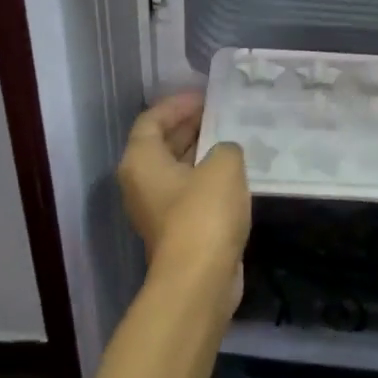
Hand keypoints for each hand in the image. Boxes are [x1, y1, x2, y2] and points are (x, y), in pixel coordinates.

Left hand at [117, 92, 250, 306]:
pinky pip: (190, 193)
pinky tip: (236, 175)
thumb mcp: (223, 166)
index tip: (206, 97)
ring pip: (178, 169)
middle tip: (223, 114)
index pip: (152, 120)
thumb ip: (226, 147)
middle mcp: (141, 182)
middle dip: (191, 126)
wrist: (200, 280)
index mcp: (141, 161)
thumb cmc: (204, 213)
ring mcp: (157, 209)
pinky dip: (208, 179)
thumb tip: (224, 153)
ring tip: (233, 138)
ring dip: (202, 153)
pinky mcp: (176, 230)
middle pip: (162, 143)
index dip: (177, 104)